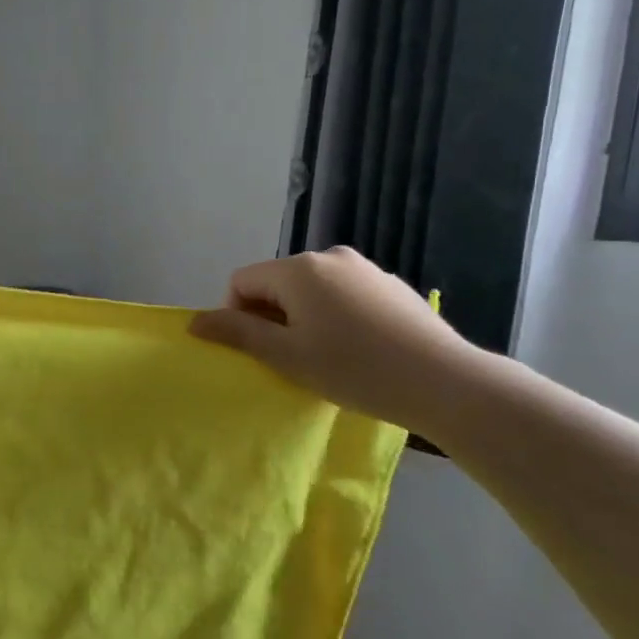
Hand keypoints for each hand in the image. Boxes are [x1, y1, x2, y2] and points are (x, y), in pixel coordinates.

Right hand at [189, 248, 480, 432]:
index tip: (259, 351)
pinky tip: (356, 348)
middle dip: (271, 316)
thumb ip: (237, 333)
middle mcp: (329, 256)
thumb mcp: (286, 355)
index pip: (242, 282)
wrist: (443, 381)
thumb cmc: (354, 369)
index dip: (236, 316)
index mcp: (298, 269)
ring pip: (310, 289)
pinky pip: (342, 294)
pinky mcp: (390, 284)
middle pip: (276, 282)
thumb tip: (195, 321)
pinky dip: (334, 315)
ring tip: (323, 355)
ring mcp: (364, 268)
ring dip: (302, 317)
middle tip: (288, 358)